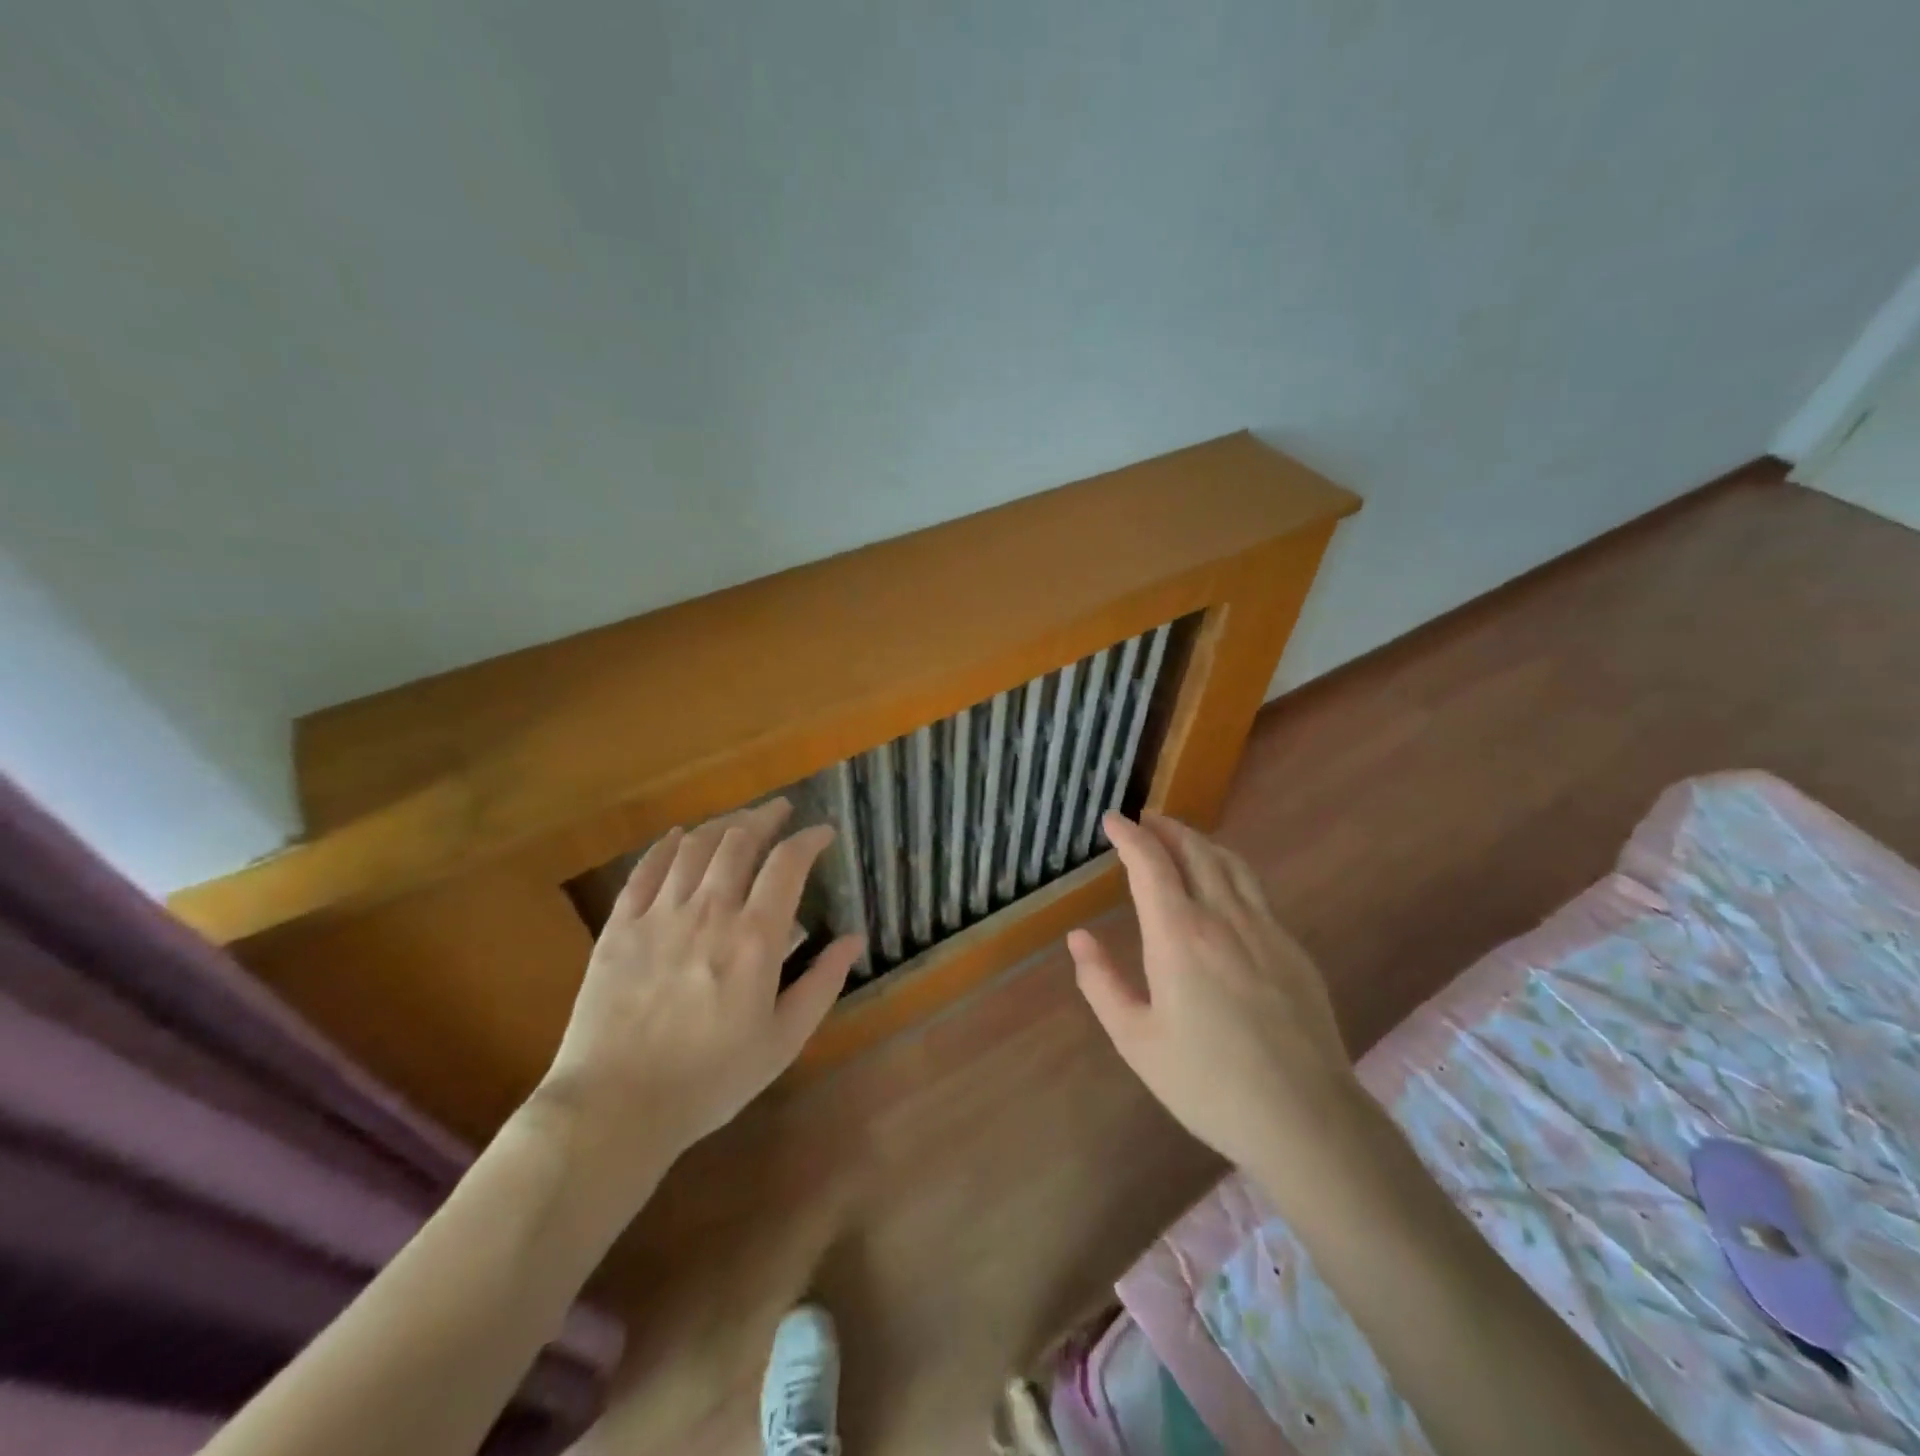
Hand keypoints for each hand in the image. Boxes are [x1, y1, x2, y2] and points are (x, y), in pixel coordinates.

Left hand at [536, 799, 864, 1171]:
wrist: (614, 1108)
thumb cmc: (710, 1080)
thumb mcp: (783, 1040)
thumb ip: (823, 983)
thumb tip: (855, 938)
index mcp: (755, 938)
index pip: (787, 863)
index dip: (809, 839)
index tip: (823, 832)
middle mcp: (709, 911)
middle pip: (739, 841)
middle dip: (765, 817)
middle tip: (780, 810)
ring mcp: (659, 914)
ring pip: (695, 846)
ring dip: (722, 824)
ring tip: (738, 820)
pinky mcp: (619, 926)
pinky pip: (645, 869)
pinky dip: (666, 845)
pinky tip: (678, 836)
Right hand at [1068, 811, 1357, 1170]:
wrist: (1306, 1119)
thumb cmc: (1207, 1082)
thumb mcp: (1136, 1040)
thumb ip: (1101, 983)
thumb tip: (1078, 938)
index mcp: (1179, 935)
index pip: (1150, 863)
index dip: (1129, 835)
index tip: (1112, 820)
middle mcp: (1224, 918)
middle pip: (1195, 851)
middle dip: (1167, 828)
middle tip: (1146, 819)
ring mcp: (1266, 931)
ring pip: (1232, 865)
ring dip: (1201, 842)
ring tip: (1182, 840)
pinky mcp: (1294, 951)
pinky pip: (1256, 892)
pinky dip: (1230, 872)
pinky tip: (1224, 890)